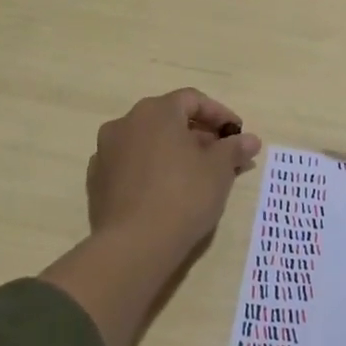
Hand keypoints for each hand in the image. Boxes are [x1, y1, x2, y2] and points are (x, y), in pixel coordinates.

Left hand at [88, 88, 263, 264]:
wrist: (134, 245)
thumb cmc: (183, 196)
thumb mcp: (219, 170)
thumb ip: (234, 148)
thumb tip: (250, 139)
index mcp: (155, 112)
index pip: (192, 100)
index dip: (219, 114)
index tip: (237, 134)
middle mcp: (125, 123)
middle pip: (168, 119)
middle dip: (197, 134)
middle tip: (221, 156)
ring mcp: (105, 152)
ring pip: (148, 142)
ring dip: (173, 151)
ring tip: (196, 175)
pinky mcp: (96, 181)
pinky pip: (131, 165)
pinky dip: (151, 170)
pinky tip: (166, 192)